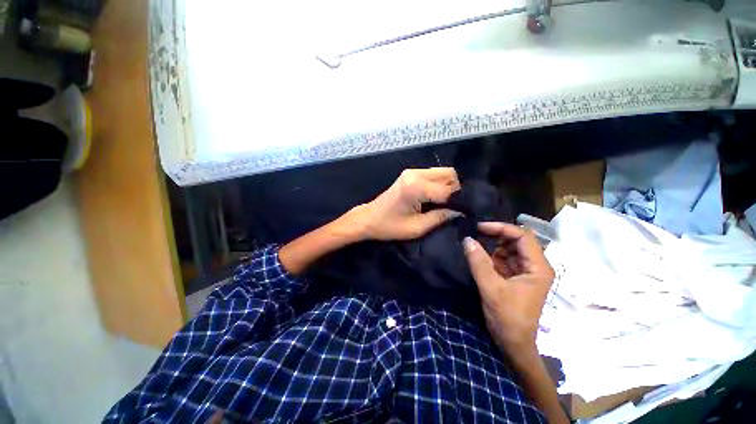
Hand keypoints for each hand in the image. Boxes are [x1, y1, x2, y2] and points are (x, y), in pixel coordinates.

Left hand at [348, 168, 462, 240]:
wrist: (369, 218)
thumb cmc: (390, 226)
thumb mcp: (417, 227)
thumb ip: (440, 217)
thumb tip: (460, 212)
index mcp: (417, 187)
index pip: (448, 190)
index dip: (458, 202)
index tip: (462, 212)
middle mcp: (416, 174)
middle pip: (449, 174)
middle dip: (455, 190)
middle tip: (450, 206)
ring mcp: (412, 171)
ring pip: (442, 172)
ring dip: (447, 186)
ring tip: (442, 203)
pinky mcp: (409, 173)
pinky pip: (432, 174)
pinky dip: (438, 184)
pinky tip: (433, 197)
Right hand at [463, 222, 554, 354]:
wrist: (512, 343)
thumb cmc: (507, 317)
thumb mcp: (491, 288)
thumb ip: (479, 262)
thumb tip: (467, 239)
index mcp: (538, 267)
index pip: (523, 236)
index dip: (502, 228)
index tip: (480, 227)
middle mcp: (534, 266)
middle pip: (516, 240)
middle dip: (495, 235)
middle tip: (474, 233)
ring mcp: (524, 271)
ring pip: (508, 248)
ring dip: (491, 244)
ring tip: (473, 241)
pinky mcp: (514, 277)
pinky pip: (502, 258)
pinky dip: (490, 254)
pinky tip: (477, 253)